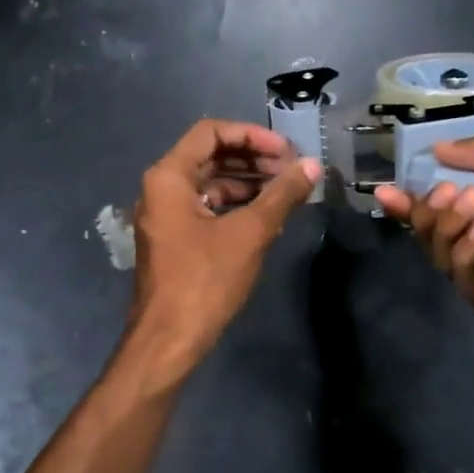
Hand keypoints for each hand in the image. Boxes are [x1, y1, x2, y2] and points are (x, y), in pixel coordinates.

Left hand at [127, 119, 320, 379]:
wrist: (169, 340)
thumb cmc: (205, 280)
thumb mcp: (249, 233)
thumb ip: (282, 195)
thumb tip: (313, 166)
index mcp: (168, 177)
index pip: (210, 132)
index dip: (251, 135)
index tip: (285, 150)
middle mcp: (160, 189)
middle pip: (210, 155)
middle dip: (252, 158)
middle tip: (291, 169)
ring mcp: (165, 215)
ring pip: (209, 182)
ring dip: (247, 182)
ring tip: (287, 191)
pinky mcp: (174, 238)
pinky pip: (206, 207)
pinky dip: (235, 205)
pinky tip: (267, 215)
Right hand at [375, 131, 473, 350]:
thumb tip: (440, 149)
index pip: (449, 200)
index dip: (416, 194)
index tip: (388, 188)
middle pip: (436, 228)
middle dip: (429, 207)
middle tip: (447, 191)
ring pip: (442, 252)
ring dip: (446, 224)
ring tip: (471, 205)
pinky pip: (464, 279)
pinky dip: (466, 252)